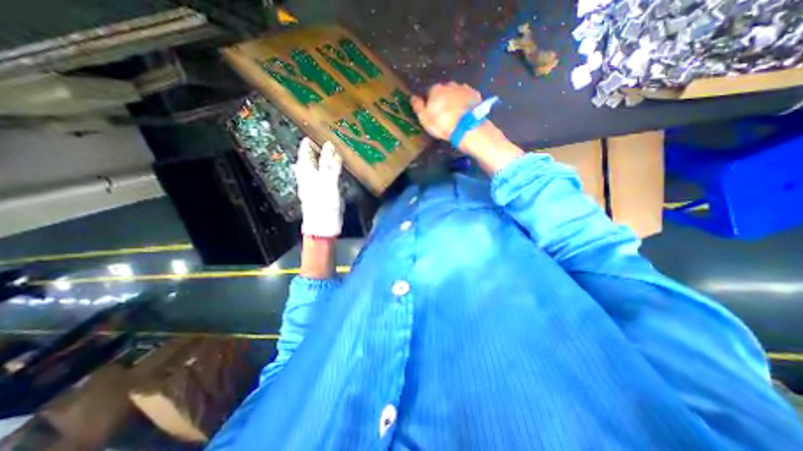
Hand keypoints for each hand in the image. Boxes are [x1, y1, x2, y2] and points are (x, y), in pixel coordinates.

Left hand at [295, 138, 343, 237]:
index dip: (309, 141)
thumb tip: (330, 145)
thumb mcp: (327, 182)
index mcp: (306, 173)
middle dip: (317, 149)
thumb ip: (329, 164)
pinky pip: (326, 176)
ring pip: (318, 167)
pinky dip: (330, 169)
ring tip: (332, 150)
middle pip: (310, 159)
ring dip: (324, 158)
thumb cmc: (323, 204)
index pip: (305, 152)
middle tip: (327, 139)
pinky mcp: (324, 192)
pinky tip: (335, 169)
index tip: (317, 130)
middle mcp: (309, 177)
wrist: (324, 227)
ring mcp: (316, 185)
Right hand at [410, 80, 478, 141]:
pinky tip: (465, 113)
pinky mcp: (475, 94)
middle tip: (445, 115)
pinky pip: (467, 97)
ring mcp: (464, 88)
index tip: (433, 113)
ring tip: (456, 115)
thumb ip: (418, 107)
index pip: (430, 93)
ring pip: (456, 93)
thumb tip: (413, 97)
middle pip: (444, 91)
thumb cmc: (442, 124)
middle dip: (444, 100)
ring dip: (455, 101)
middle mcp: (449, 85)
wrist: (466, 126)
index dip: (431, 103)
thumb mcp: (424, 119)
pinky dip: (466, 103)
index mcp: (435, 90)